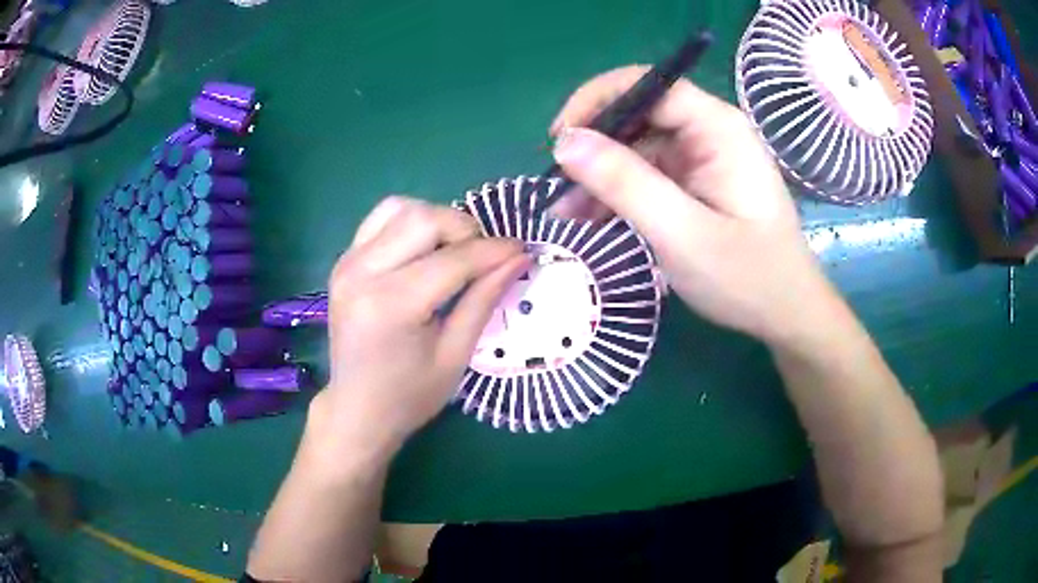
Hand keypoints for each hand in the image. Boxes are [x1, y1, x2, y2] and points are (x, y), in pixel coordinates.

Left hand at [315, 196, 528, 453]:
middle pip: (423, 218)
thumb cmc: (409, 396)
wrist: (357, 409)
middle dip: (465, 229)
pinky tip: (424, 250)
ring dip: (437, 221)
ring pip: (400, 208)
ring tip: (454, 252)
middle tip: (484, 257)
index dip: (494, 250)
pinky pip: (380, 219)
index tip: (521, 251)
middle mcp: (362, 273)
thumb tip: (518, 257)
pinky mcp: (343, 260)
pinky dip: (409, 222)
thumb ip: (484, 300)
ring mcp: (347, 263)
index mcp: (391, 305)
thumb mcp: (455, 355)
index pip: (453, 259)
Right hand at [549, 66, 834, 345]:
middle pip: (638, 114)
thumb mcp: (682, 233)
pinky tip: (592, 217)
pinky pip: (647, 174)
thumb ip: (625, 183)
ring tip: (566, 212)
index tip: (560, 140)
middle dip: (594, 146)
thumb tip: (565, 142)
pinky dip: (618, 192)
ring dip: (600, 175)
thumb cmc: (747, 277)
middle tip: (558, 186)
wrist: (785, 314)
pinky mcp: (696, 182)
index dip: (597, 101)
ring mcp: (702, 157)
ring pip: (637, 147)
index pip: (648, 85)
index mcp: (717, 128)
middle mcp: (710, 131)